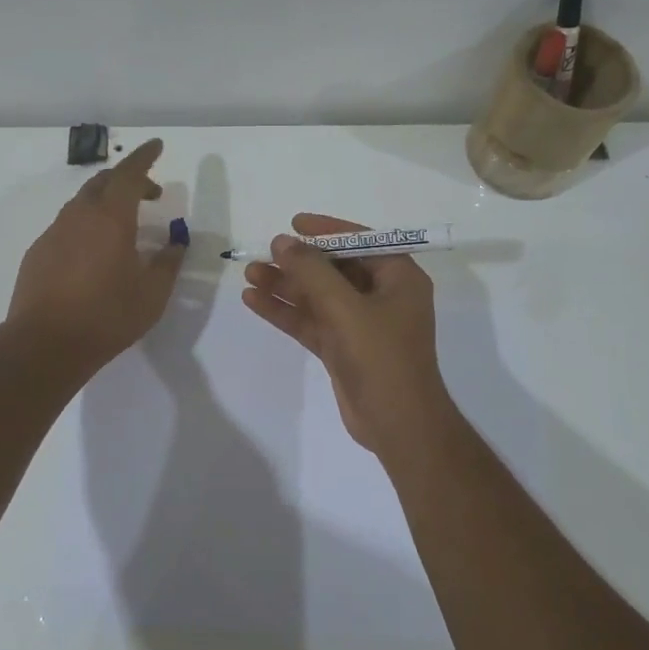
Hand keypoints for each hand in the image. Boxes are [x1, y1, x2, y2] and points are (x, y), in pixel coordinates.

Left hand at [8, 138, 185, 371]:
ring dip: (106, 202)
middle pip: (103, 182)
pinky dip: (86, 225)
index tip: (157, 146)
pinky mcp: (38, 252)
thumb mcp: (152, 294)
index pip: (130, 174)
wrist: (44, 344)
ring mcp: (54, 232)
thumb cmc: (107, 316)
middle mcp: (79, 216)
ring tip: (123, 225)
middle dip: (128, 179)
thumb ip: (168, 264)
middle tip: (150, 194)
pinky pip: (66, 225)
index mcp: (111, 219)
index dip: (145, 157)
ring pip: (82, 203)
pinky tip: (93, 253)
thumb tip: (176, 244)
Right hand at [240, 212, 452, 454]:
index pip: (361, 241)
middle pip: (335, 269)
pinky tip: (255, 301)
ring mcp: (361, 324)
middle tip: (263, 254)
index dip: (327, 230)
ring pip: (318, 296)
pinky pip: (312, 321)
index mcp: (399, 278)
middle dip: (298, 262)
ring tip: (249, 275)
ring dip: (286, 286)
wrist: (398, 425)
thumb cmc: (381, 358)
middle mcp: (382, 296)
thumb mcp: (346, 308)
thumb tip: (283, 241)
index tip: (294, 224)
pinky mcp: (343, 347)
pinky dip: (286, 312)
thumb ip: (312, 272)